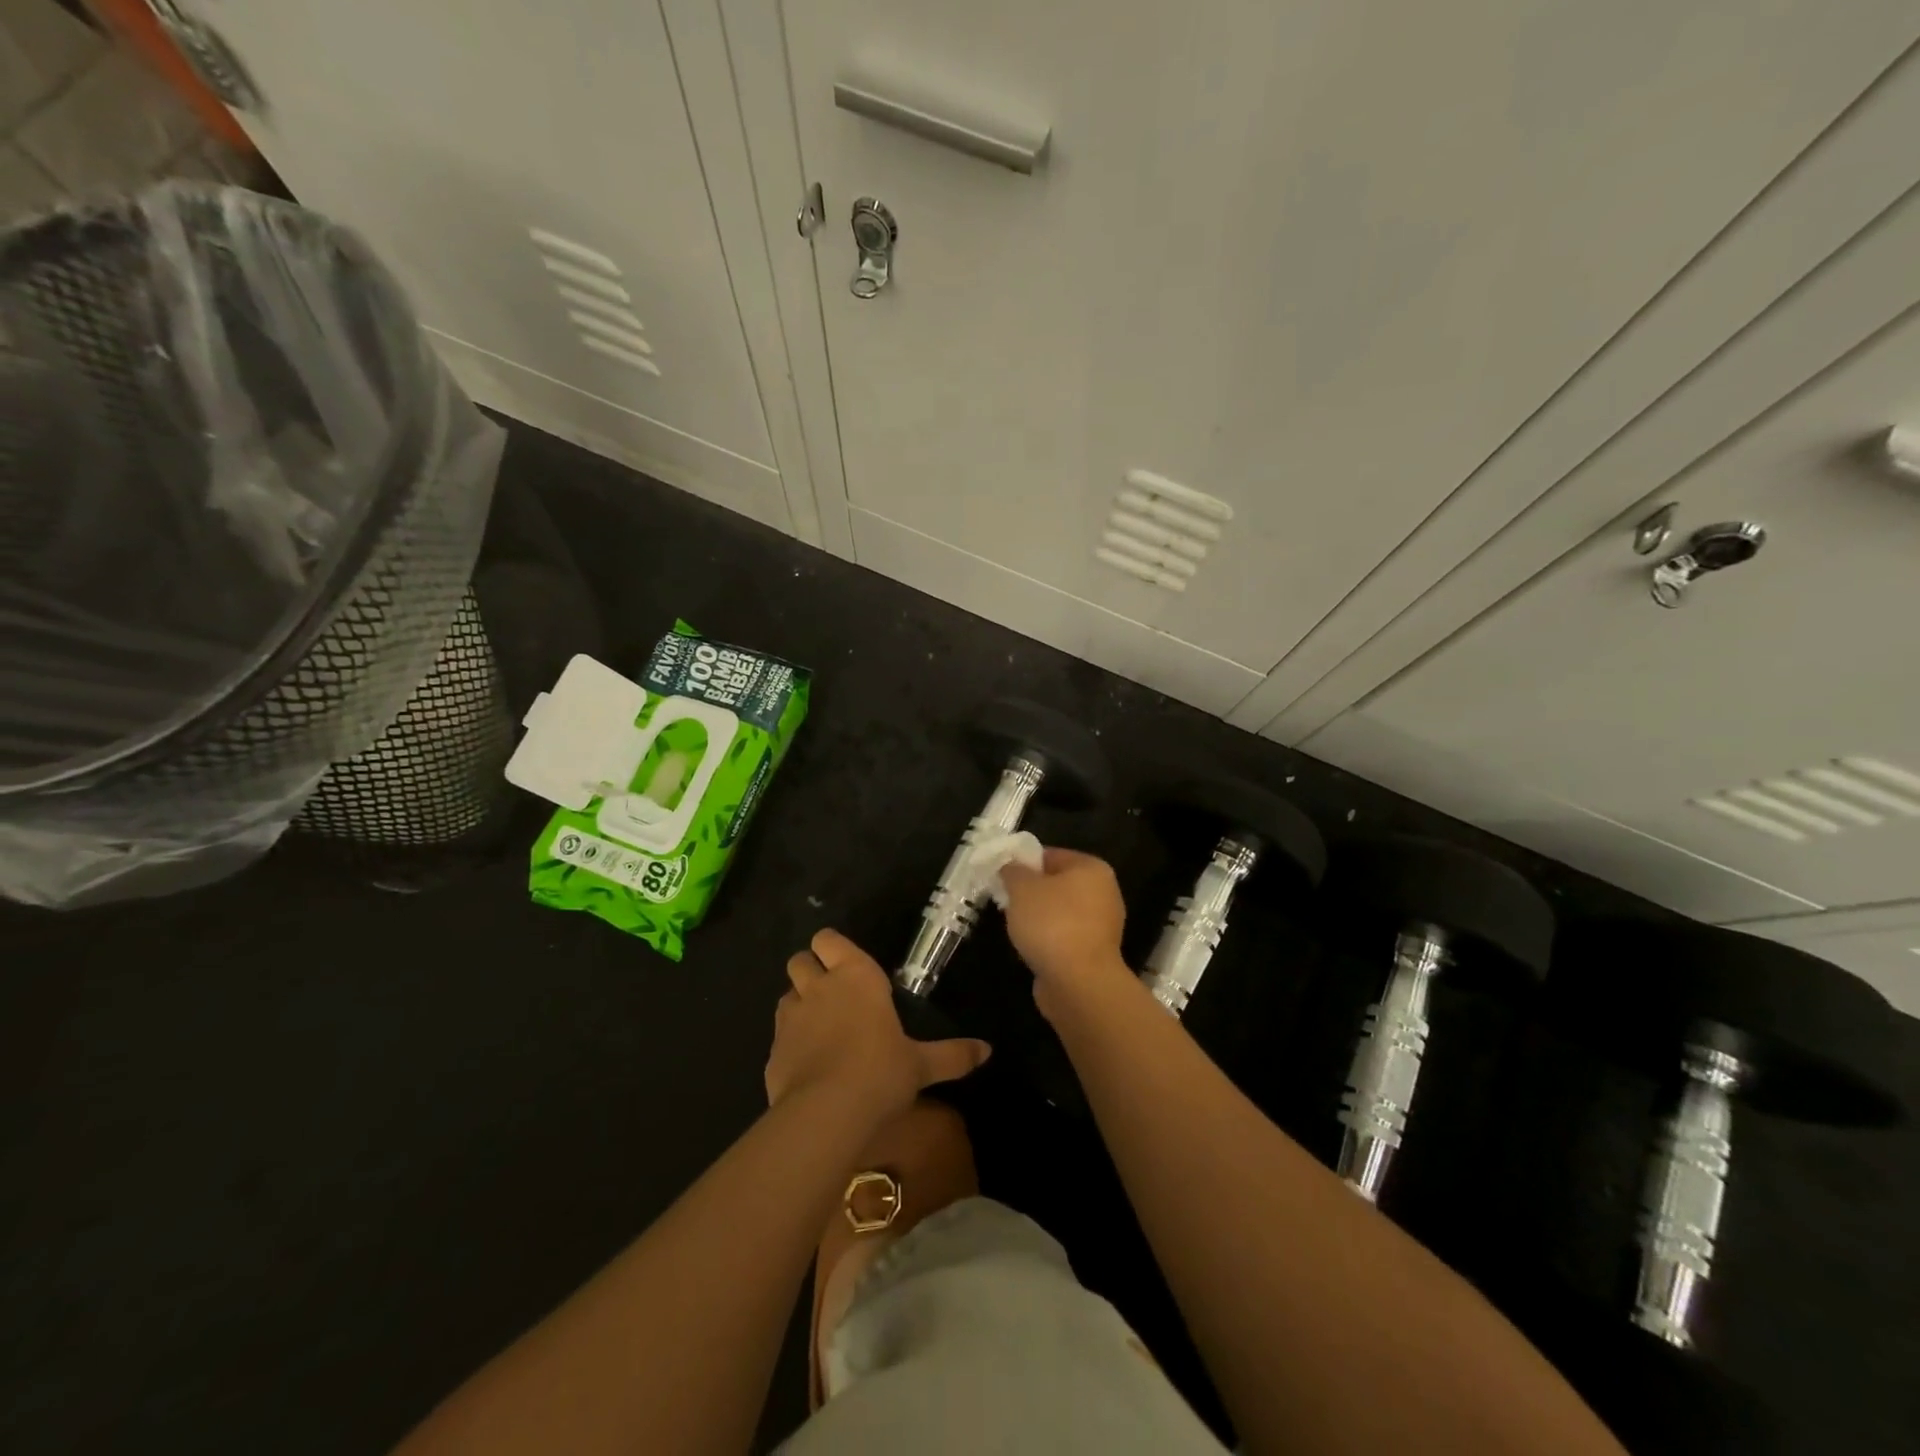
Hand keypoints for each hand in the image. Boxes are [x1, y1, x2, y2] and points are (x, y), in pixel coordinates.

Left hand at [765, 929, 991, 1116]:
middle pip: (800, 960)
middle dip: (810, 970)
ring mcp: (789, 1018)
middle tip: (832, 993)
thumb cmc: (881, 1072)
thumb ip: (953, 1054)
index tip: (846, 966)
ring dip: (798, 1004)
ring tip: (819, 1028)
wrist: (826, 1113)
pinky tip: (807, 1065)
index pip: (828, 939)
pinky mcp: (772, 1051)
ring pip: (786, 994)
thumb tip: (987, 1050)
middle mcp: (818, 987)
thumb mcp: (922, 1065)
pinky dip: (789, 1043)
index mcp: (855, 976)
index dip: (832, 948)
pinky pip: (778, 1035)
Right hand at [999, 848, 1130, 1016]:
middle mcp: (1103, 893)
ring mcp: (1102, 926)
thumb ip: (1013, 871)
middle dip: (1030, 892)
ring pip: (1060, 913)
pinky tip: (1030, 948)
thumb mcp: (1022, 888)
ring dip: (1038, 919)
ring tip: (1014, 927)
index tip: (1001, 876)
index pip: (1051, 855)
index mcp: (1092, 868)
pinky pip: (1064, 937)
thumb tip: (1010, 866)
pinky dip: (1047, 941)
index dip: (1023, 863)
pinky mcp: (1094, 954)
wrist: (1078, 983)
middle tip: (1005, 901)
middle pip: (1057, 884)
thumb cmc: (1051, 924)